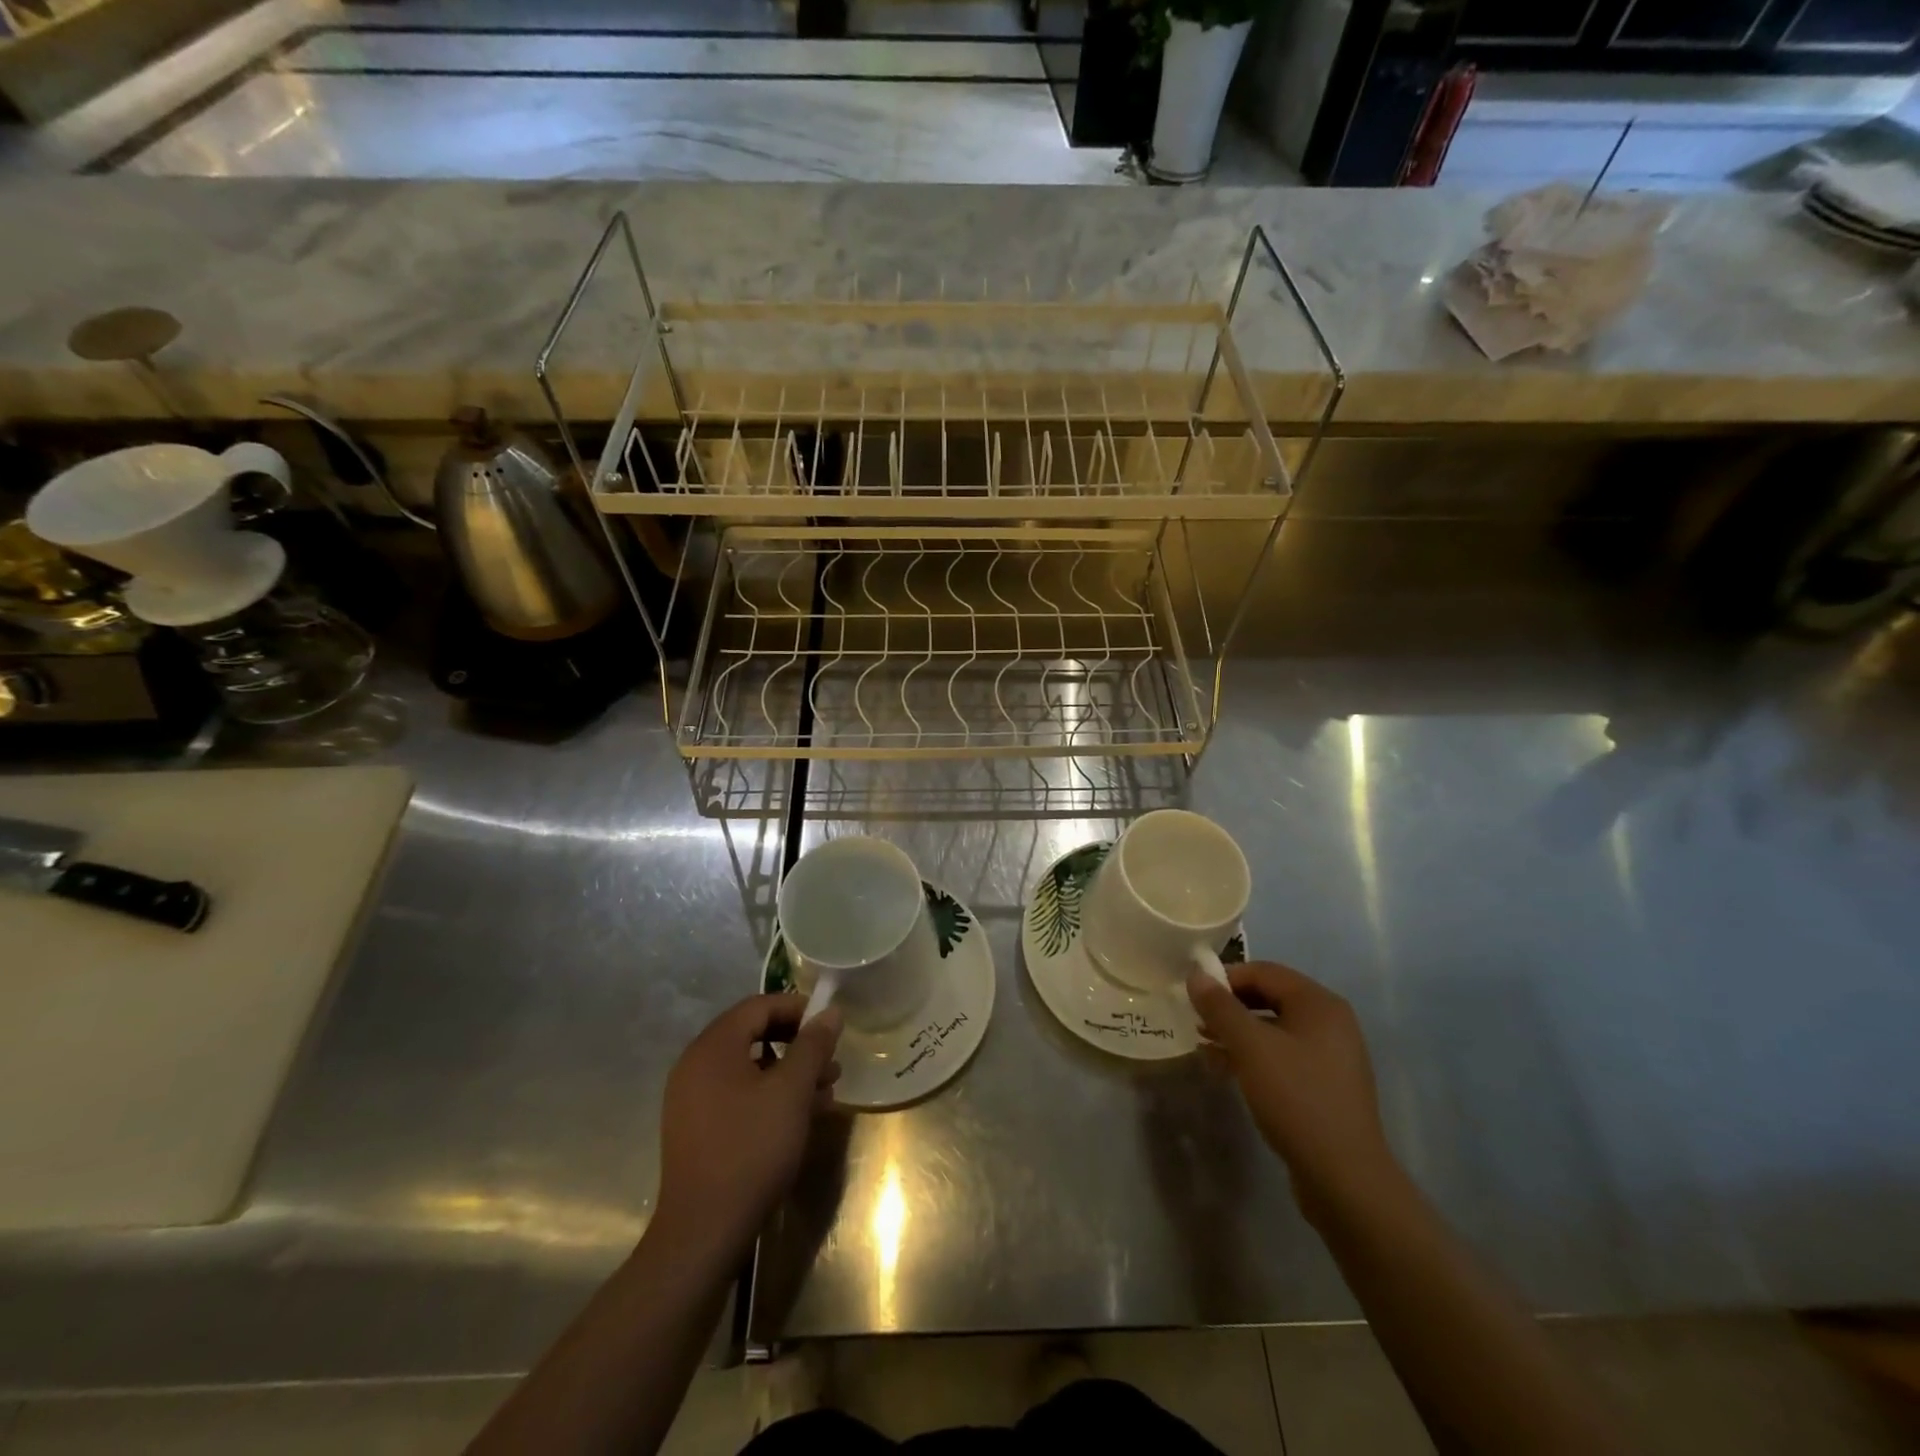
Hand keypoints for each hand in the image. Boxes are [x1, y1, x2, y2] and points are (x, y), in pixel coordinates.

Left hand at [653, 994, 841, 1261]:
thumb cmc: (751, 1149)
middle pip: (753, 1035)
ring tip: (826, 1091)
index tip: (830, 1026)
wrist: (703, 1232)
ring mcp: (692, 1099)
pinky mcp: (697, 1129)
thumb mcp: (791, 1092)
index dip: (797, 1008)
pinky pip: (738, 1095)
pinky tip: (801, 1117)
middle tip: (831, 1061)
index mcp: (712, 1047)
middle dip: (797, 1044)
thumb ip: (812, 1045)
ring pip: (749, 1068)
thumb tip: (830, 1012)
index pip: (758, 1006)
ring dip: (789, 1073)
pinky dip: (770, 1096)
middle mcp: (696, 1065)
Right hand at [1187, 961, 1401, 1222]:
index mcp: (1319, 1003)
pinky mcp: (1326, 1086)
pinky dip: (1255, 1057)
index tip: (1194, 997)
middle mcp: (1330, 1022)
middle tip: (1197, 1022)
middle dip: (1230, 1008)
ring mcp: (1332, 1056)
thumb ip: (1220, 1007)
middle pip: (1270, 998)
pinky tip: (1227, 1071)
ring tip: (1205, 1048)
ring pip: (1274, 1030)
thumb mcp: (1250, 1047)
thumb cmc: (1296, 1098)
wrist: (1345, 1178)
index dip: (1225, 979)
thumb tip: (1196, 973)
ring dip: (1238, 1034)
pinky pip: (1284, 1056)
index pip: (1264, 971)